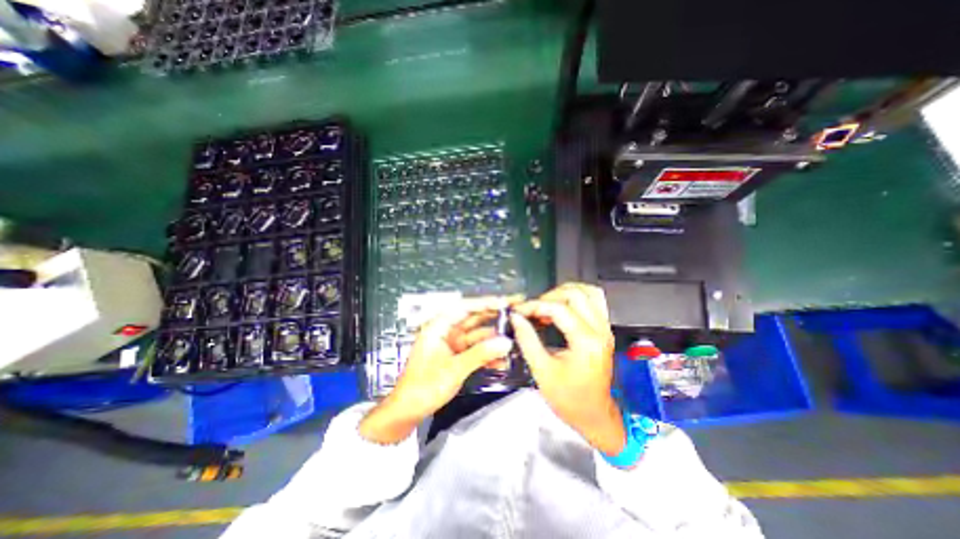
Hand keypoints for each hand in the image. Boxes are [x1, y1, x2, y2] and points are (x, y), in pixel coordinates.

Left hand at [361, 297, 520, 444]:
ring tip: (515, 340)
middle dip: (494, 316)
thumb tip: (507, 342)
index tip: (505, 302)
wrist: (408, 411)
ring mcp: (453, 343)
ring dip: (494, 339)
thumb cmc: (424, 386)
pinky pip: (476, 350)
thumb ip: (481, 354)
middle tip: (516, 311)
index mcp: (439, 326)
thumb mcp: (454, 369)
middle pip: (474, 318)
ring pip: (478, 335)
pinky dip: (488, 354)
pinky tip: (502, 361)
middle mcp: (447, 330)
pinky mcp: (457, 355)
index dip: (486, 303)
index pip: (465, 307)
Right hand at [510, 282, 623, 453]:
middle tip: (533, 310)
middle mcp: (600, 330)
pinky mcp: (604, 330)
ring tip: (546, 305)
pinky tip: (562, 306)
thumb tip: (515, 317)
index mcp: (586, 342)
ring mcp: (605, 329)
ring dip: (564, 293)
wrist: (594, 415)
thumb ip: (527, 340)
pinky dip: (576, 298)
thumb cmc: (568, 399)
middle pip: (575, 294)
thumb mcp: (542, 371)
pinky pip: (594, 301)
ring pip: (588, 292)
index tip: (519, 311)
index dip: (534, 306)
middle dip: (549, 297)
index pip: (558, 308)